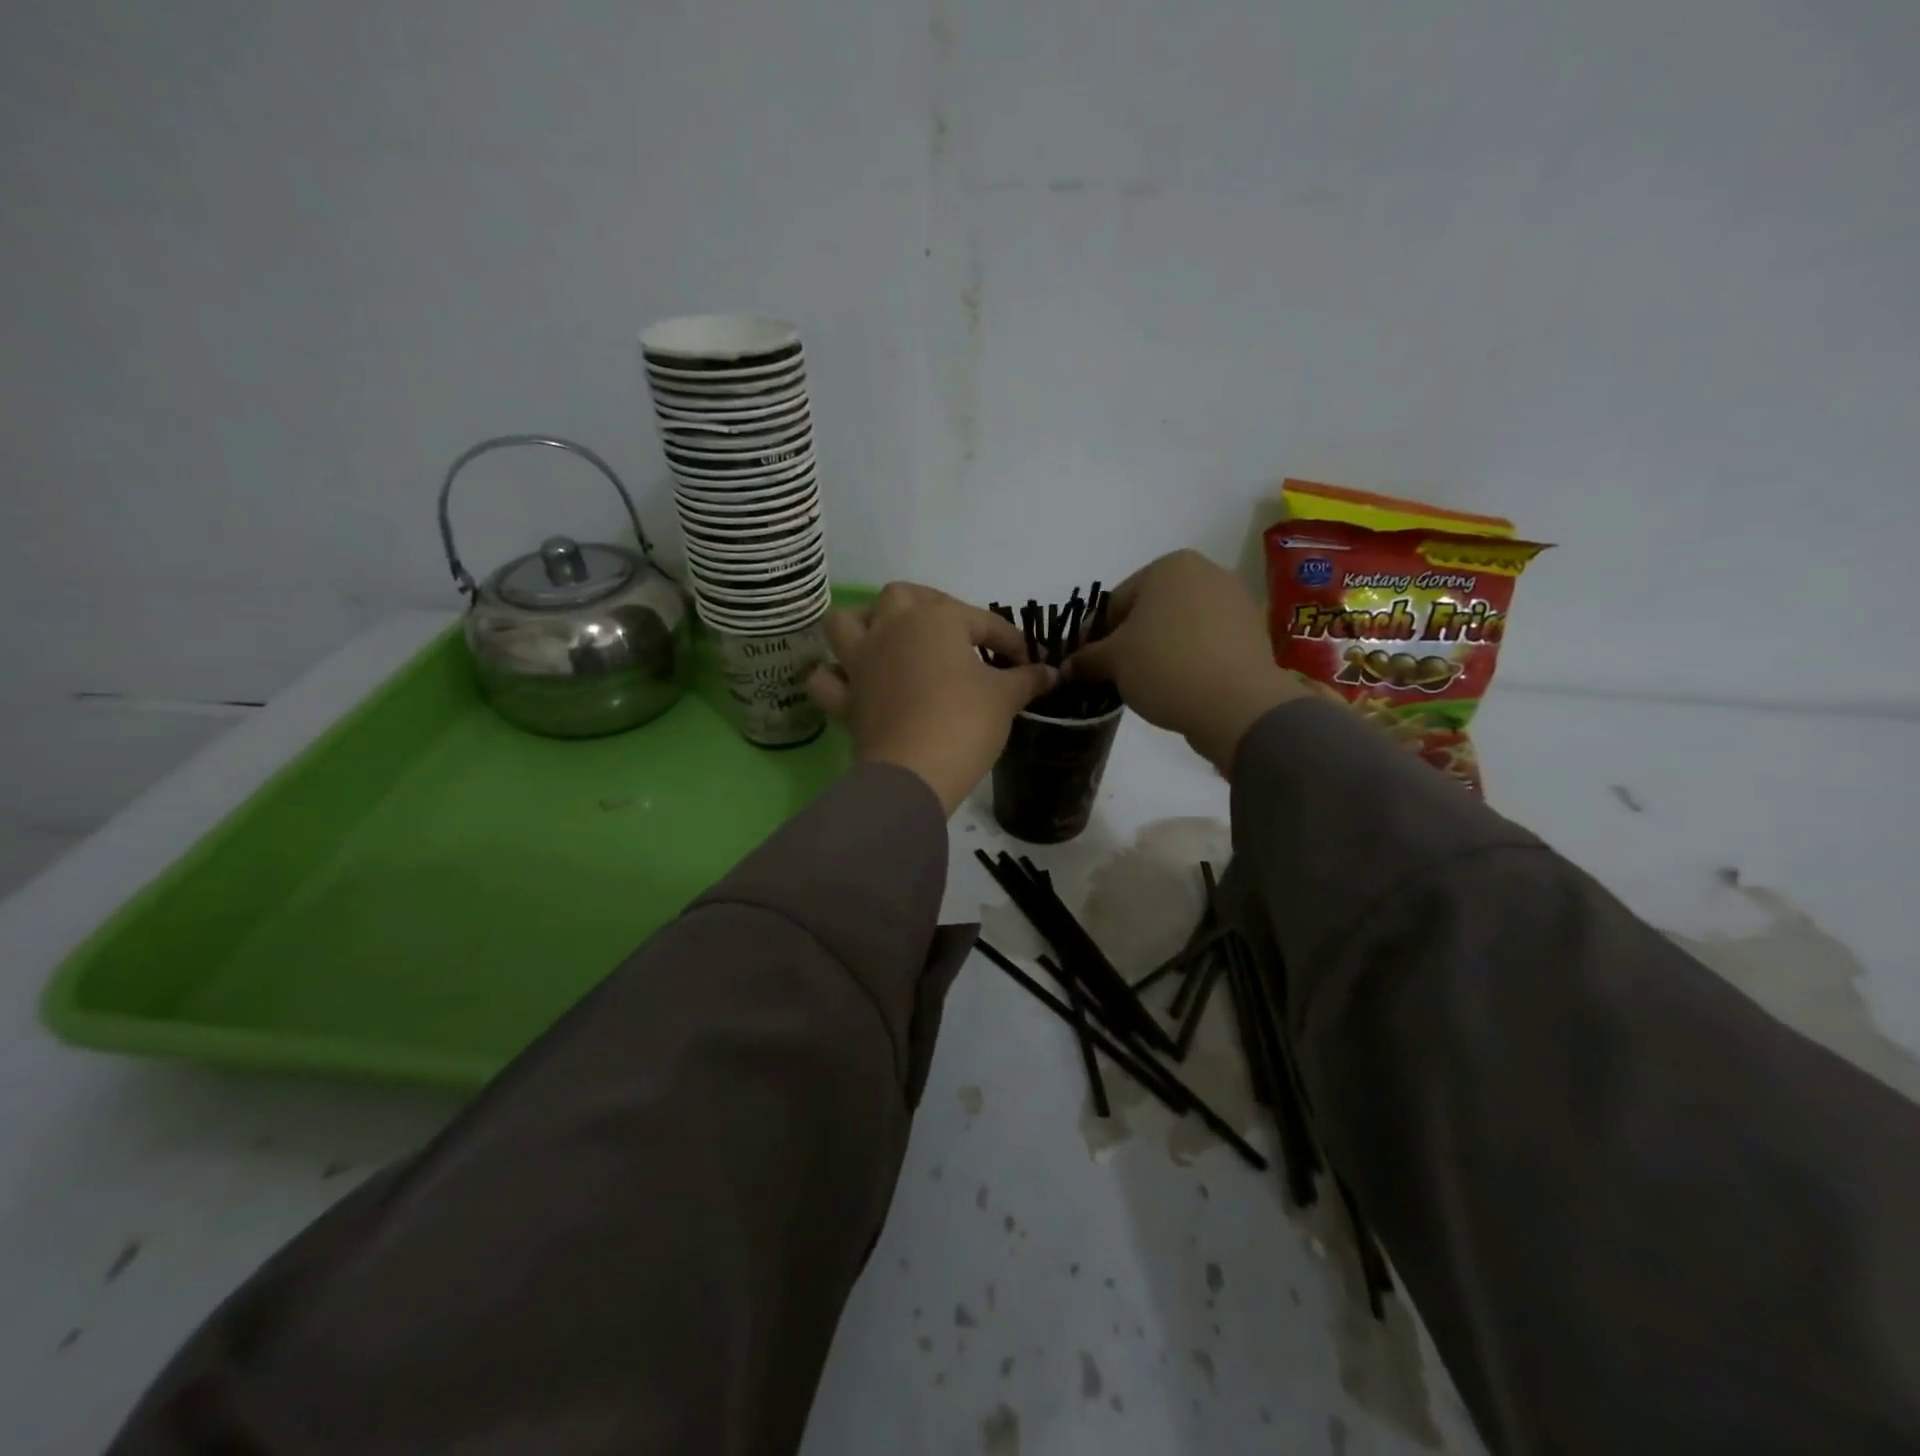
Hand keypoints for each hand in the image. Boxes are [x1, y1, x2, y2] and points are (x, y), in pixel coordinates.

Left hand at [807, 583, 1056, 814]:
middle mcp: (892, 628)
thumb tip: (1051, 673)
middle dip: (929, 606)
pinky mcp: (845, 697)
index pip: (981, 621)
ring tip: (888, 640)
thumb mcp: (1005, 698)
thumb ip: (1026, 679)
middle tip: (953, 634)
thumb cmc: (965, 722)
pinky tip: (854, 683)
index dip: (1008, 639)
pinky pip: (826, 679)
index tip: (1026, 662)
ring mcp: (861, 661)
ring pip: (845, 622)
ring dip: (863, 625)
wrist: (916, 772)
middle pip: (903, 596)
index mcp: (935, 619)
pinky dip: (835, 677)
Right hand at [1068, 550, 1305, 769]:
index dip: (1098, 636)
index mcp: (1169, 566)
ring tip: (1150, 685)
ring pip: (1179, 628)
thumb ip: (1087, 660)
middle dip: (1131, 642)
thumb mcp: (1113, 662)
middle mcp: (1206, 572)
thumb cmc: (1165, 666)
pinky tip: (1180, 687)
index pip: (1115, 602)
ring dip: (1160, 651)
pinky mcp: (1252, 633)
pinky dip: (1189, 660)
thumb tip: (1066, 668)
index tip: (1092, 666)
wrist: (1237, 704)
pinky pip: (1206, 644)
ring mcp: (1235, 602)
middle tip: (1119, 676)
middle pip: (1150, 611)